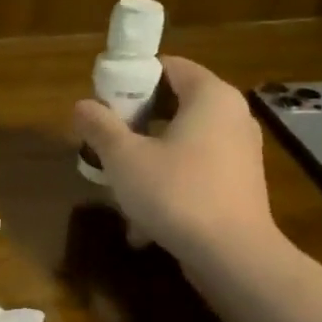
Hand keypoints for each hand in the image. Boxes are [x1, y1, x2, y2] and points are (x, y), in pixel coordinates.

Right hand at [72, 56, 277, 266]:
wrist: (232, 256)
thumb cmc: (176, 193)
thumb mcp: (124, 157)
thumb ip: (100, 126)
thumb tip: (82, 106)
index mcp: (210, 97)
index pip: (169, 66)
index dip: (132, 78)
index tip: (103, 100)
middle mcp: (232, 117)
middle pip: (174, 103)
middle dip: (135, 121)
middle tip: (104, 139)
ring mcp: (240, 153)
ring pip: (181, 141)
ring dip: (147, 156)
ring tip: (117, 181)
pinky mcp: (238, 185)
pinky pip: (194, 170)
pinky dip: (168, 182)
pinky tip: (141, 217)